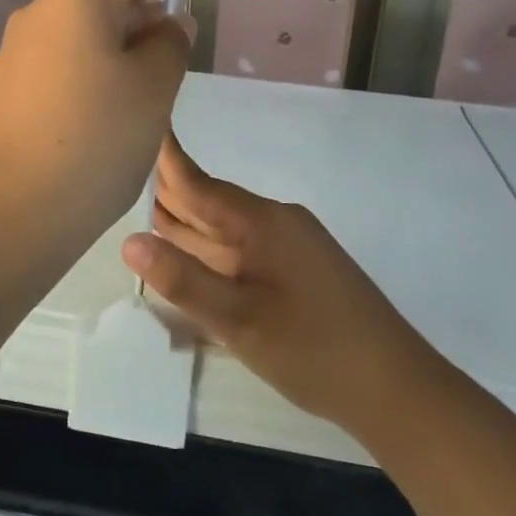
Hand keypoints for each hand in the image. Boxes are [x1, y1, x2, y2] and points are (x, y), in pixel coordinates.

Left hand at [0, 0, 191, 247]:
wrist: (10, 214)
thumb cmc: (95, 141)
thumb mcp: (153, 90)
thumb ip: (170, 44)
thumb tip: (167, 23)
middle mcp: (43, 12)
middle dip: (148, 17)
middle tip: (179, 60)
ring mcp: (21, 50)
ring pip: (89, 33)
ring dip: (123, 51)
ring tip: (147, 101)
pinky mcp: (11, 85)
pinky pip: (66, 62)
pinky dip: (96, 74)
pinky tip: (109, 118)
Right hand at [121, 134, 432, 434]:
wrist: (396, 388)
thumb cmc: (315, 350)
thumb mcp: (240, 320)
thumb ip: (184, 280)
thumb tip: (128, 241)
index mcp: (262, 222)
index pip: (199, 183)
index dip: (165, 160)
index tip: (136, 127)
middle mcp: (276, 222)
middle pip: (210, 203)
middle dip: (167, 193)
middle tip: (119, 175)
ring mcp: (290, 246)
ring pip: (225, 228)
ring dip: (186, 223)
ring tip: (139, 209)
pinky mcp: (297, 270)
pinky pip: (241, 248)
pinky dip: (208, 248)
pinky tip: (187, 255)